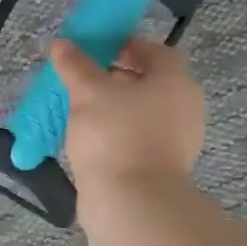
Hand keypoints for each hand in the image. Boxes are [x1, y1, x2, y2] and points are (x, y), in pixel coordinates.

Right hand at [52, 36, 205, 191]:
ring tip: (84, 111)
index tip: (99, 50)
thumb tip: (61, 43)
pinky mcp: (164, 167)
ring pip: (145, 113)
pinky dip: (120, 134)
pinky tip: (93, 140)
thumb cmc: (115, 134)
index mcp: (175, 81)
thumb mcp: (88, 93)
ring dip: (118, 108)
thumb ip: (75, 66)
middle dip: (120, 78)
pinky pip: (141, 139)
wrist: (132, 202)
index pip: (156, 51)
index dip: (128, 46)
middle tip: (87, 80)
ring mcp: (178, 140)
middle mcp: (185, 107)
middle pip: (152, 82)